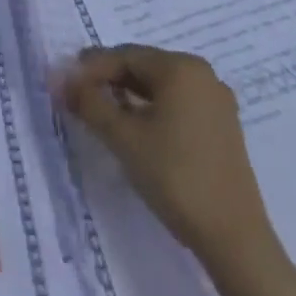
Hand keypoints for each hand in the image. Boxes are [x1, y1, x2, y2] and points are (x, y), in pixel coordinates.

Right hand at [60, 44, 273, 271]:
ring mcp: (217, 102)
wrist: (235, 240)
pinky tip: (137, 128)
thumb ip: (89, 103)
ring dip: (129, 95)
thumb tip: (60, 79)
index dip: (90, 68)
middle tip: (80, 96)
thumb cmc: (175, 177)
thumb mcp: (123, 137)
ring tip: (103, 112)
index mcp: (181, 67)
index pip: (124, 56)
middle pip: (143, 67)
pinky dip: (152, 110)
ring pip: (160, 87)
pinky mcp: (223, 128)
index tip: (64, 83)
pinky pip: (178, 104)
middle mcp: (202, 74)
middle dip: (109, 79)